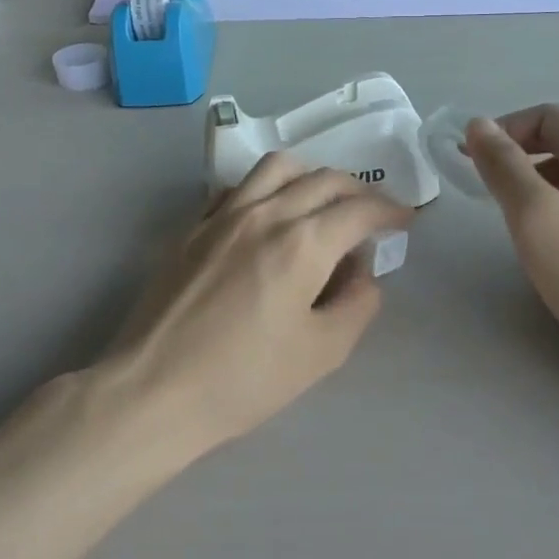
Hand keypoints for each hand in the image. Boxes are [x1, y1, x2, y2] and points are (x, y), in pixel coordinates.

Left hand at [96, 153, 409, 458]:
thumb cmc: (244, 379)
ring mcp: (223, 215)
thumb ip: (358, 304)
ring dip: (312, 176)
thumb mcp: (323, 352)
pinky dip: (268, 187)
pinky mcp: (193, 227)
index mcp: (303, 242)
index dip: (391, 211)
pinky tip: (270, 214)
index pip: (360, 209)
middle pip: (324, 179)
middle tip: (373, 214)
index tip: (405, 220)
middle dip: (359, 191)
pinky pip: (239, 186)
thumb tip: (362, 273)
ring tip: (323, 203)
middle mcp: (265, 213)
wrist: (154, 390)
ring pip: (278, 167)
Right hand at [465, 106, 558, 380]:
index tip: (471, 163)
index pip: (547, 116)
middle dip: (519, 158)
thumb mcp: (538, 219)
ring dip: (537, 184)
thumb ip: (505, 168)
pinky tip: (553, 245)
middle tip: (488, 195)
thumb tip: (479, 125)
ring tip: (516, 222)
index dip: (504, 130)